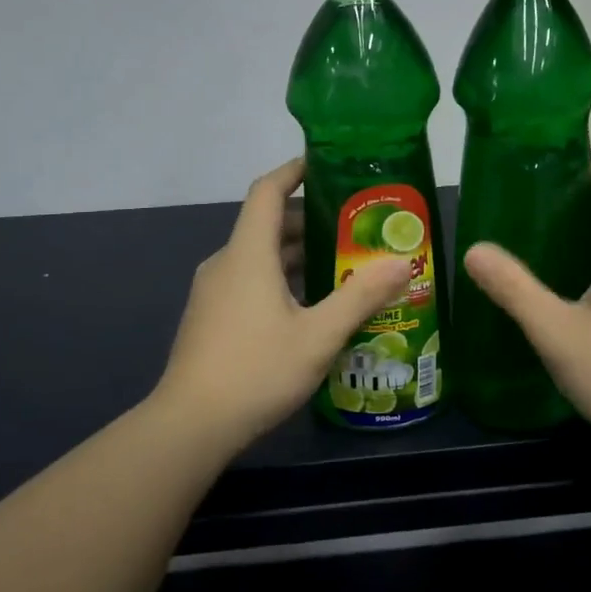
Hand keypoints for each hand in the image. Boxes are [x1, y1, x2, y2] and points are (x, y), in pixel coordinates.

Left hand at [154, 158, 410, 447]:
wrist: (189, 426)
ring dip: (297, 255)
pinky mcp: (210, 318)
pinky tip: (309, 308)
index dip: (293, 170)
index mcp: (248, 253)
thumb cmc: (256, 370)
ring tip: (341, 266)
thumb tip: (401, 262)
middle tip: (354, 228)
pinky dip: (280, 280)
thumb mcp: (318, 336)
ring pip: (259, 257)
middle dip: (309, 221)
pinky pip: (249, 281)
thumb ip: (361, 296)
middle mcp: (226, 263)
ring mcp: (213, 292)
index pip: (267, 190)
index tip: (325, 165)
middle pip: (267, 225)